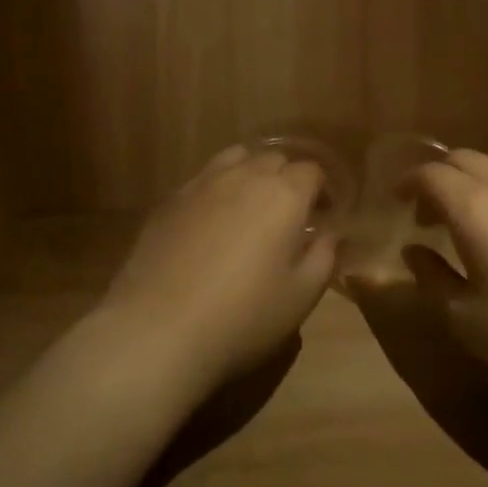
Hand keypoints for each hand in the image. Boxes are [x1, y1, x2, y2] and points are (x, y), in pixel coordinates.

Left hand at [94, 146, 337, 402]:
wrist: (158, 329)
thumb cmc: (242, 317)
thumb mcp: (300, 297)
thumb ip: (323, 257)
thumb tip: (329, 234)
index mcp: (283, 194)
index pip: (312, 170)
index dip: (323, 190)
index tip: (324, 216)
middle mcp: (244, 175)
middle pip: (274, 158)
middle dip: (288, 179)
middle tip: (289, 215)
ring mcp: (202, 183)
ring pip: (235, 158)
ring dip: (251, 174)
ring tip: (250, 207)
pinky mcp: (170, 199)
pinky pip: (203, 179)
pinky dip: (217, 189)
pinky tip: (212, 222)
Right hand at [403, 150, 487, 414]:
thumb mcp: (464, 318)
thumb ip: (430, 277)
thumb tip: (412, 250)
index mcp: (474, 207)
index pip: (431, 174)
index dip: (408, 183)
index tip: (396, 201)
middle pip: (464, 159)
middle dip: (438, 176)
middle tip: (426, 213)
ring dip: (471, 180)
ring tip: (465, 219)